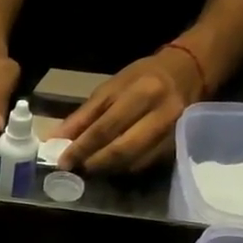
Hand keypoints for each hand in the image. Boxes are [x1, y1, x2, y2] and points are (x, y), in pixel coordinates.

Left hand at [55, 47, 200, 174]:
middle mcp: (161, 114)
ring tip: (90, 168)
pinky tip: (111, 167)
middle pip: (121, 149)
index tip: (63, 162)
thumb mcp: (109, 88)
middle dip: (94, 163)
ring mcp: (173, 133)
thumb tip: (55, 140)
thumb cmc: (141, 78)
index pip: (105, 128)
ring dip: (107, 170)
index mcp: (141, 93)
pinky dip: (124, 169)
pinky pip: (146, 165)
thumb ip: (83, 116)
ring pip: (134, 162)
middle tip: (76, 169)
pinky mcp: (178, 146)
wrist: (188, 73)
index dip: (81, 148)